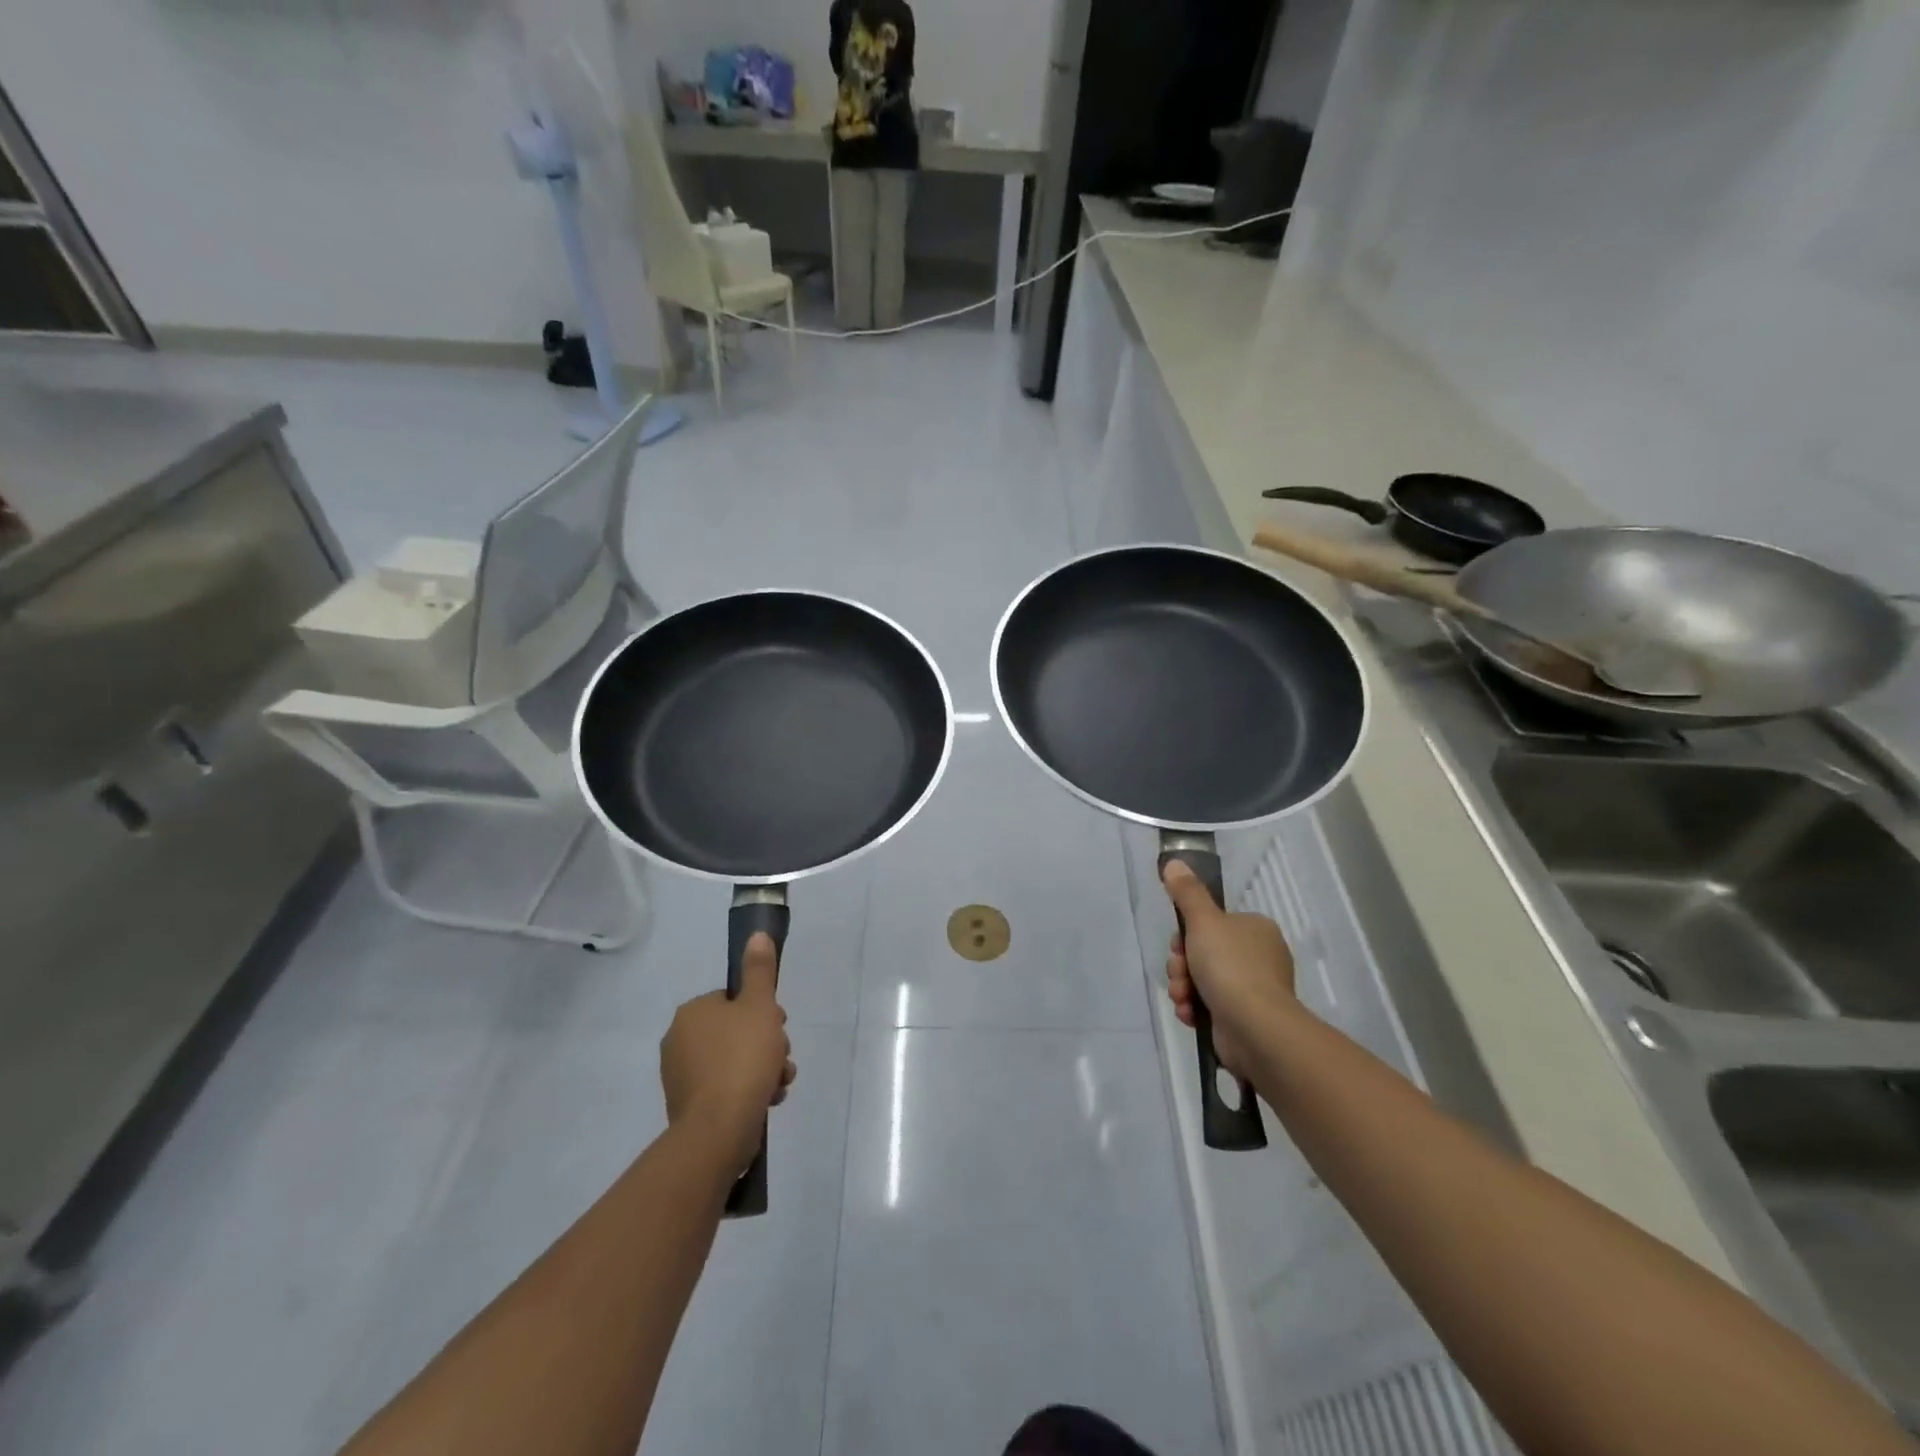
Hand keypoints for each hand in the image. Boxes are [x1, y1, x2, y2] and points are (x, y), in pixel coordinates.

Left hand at [660, 934, 796, 1176]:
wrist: (719, 1130)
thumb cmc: (742, 1059)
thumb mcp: (759, 1006)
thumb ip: (759, 970)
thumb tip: (757, 935)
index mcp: (693, 1012)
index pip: (733, 999)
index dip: (762, 1011)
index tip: (779, 1026)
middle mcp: (679, 1040)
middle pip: (736, 1030)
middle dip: (766, 1043)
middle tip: (781, 1057)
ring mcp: (681, 1075)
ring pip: (735, 1060)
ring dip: (763, 1067)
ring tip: (780, 1083)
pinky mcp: (689, 1106)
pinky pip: (726, 1087)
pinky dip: (748, 1090)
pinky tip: (768, 1099)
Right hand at [1162, 861, 1298, 1080]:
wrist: (1255, 1028)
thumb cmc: (1230, 966)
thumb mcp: (1203, 921)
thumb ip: (1187, 892)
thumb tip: (1174, 861)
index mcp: (1255, 929)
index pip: (1211, 924)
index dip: (1186, 934)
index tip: (1178, 945)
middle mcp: (1259, 956)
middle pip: (1203, 952)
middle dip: (1182, 965)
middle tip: (1180, 974)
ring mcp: (1254, 989)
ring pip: (1202, 980)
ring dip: (1184, 987)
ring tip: (1183, 998)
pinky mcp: (1245, 1018)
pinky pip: (1210, 1005)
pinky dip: (1195, 1008)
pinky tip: (1190, 1014)